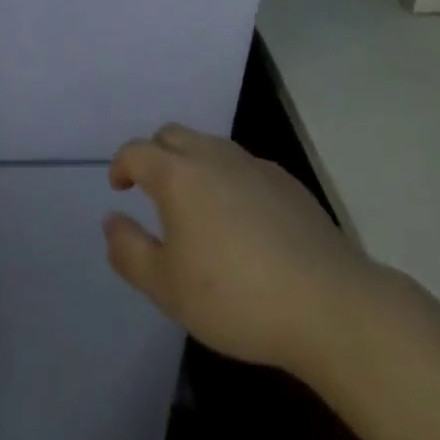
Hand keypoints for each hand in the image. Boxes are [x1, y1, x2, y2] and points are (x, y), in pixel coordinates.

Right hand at [103, 123, 368, 372]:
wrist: (328, 304)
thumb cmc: (236, 297)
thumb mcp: (168, 288)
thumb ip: (129, 251)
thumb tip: (111, 221)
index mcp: (178, 174)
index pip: (136, 151)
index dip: (121, 165)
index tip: (119, 187)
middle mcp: (212, 155)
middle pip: (171, 135)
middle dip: (154, 154)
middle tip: (153, 190)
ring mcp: (252, 164)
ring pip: (209, 146)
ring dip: (192, 163)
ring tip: (196, 205)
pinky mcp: (285, 181)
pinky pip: (243, 166)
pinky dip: (228, 179)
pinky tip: (242, 220)